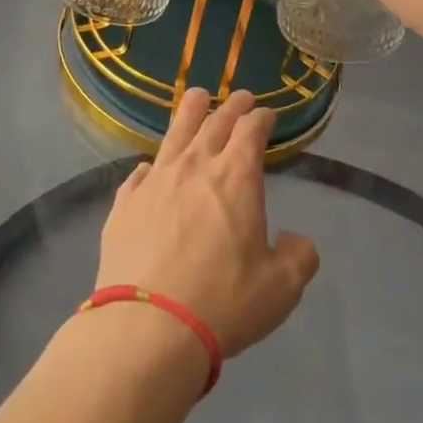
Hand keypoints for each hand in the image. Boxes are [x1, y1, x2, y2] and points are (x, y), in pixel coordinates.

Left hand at [96, 89, 319, 358]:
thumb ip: (298, 257)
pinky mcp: (124, 204)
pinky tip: (150, 167)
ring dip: (190, 111)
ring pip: (175, 133)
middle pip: (214, 122)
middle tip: (240, 96)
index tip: (267, 114)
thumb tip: (295, 240)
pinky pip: (139, 174)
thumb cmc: (223, 302)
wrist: (147, 327)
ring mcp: (155, 182)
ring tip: (196, 96)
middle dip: (232, 106)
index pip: (251, 130)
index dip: (262, 118)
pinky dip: (151, 166)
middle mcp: (194, 167)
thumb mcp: (280, 288)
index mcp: (236, 177)